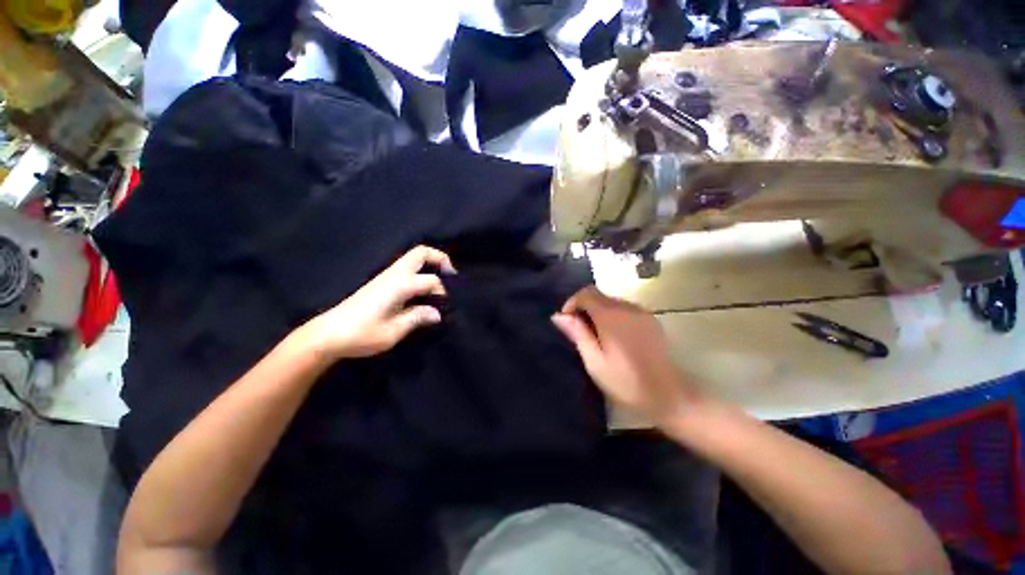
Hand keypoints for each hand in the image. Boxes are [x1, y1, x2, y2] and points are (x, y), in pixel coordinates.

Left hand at [299, 246, 455, 359]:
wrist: (328, 334)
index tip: (445, 307)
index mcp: (400, 285)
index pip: (431, 280)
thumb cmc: (362, 334)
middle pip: (421, 253)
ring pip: (412, 257)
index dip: (443, 292)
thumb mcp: (394, 331)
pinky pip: (406, 266)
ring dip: (430, 263)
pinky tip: (423, 288)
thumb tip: (437, 313)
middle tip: (452, 274)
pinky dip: (420, 269)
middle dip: (440, 258)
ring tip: (441, 280)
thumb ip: (418, 318)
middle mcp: (394, 274)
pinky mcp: (381, 281)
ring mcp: (386, 276)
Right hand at [552, 287, 697, 424]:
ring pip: (611, 301)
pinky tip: (613, 336)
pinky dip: (612, 315)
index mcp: (611, 316)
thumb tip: (558, 316)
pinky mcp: (650, 320)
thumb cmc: (626, 382)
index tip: (566, 321)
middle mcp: (627, 307)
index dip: (572, 303)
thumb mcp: (595, 362)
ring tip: (595, 335)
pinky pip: (624, 309)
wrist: (670, 396)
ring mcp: (641, 312)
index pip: (586, 293)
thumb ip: (577, 334)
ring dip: (598, 311)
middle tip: (578, 331)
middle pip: (599, 295)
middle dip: (584, 307)